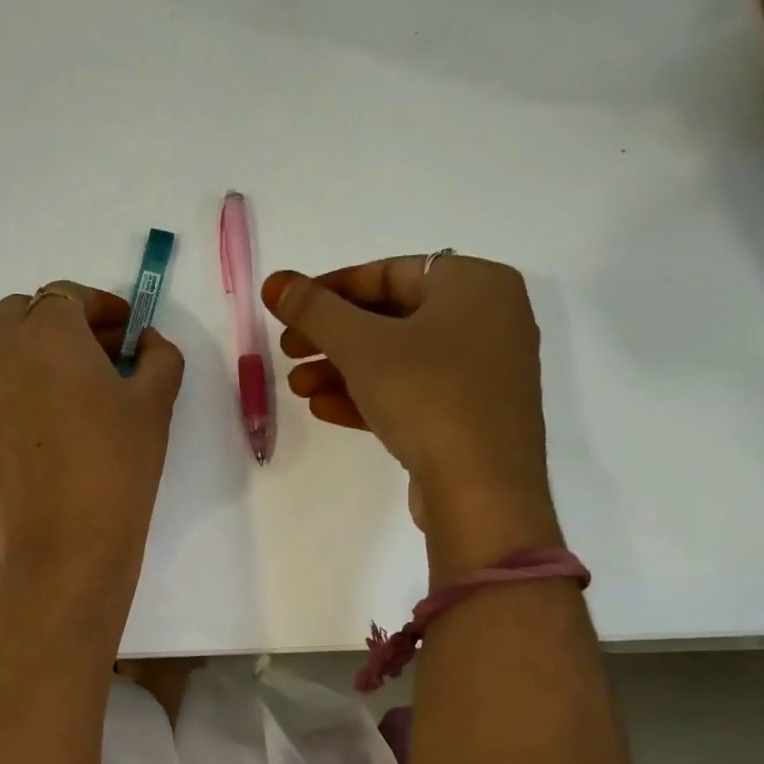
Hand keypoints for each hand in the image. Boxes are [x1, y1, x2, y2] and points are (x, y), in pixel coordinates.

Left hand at [0, 281, 184, 579]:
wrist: (66, 539)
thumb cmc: (116, 460)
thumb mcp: (154, 402)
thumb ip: (160, 358)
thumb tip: (149, 343)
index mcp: (46, 331)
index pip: (68, 294)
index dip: (104, 306)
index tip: (132, 332)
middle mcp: (5, 349)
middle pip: (29, 311)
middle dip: (68, 320)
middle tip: (110, 352)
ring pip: (10, 343)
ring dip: (44, 346)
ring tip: (89, 383)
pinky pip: (4, 379)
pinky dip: (31, 376)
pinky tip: (68, 413)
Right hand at [262, 254, 560, 573]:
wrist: (482, 491)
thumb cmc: (427, 395)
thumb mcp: (361, 345)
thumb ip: (314, 309)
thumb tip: (275, 282)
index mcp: (476, 284)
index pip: (389, 272)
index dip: (331, 289)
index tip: (289, 308)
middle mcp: (488, 320)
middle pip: (391, 317)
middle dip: (331, 337)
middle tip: (287, 351)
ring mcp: (483, 372)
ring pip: (398, 360)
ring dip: (342, 370)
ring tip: (297, 387)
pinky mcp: (472, 416)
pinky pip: (414, 393)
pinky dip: (369, 396)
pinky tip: (324, 409)